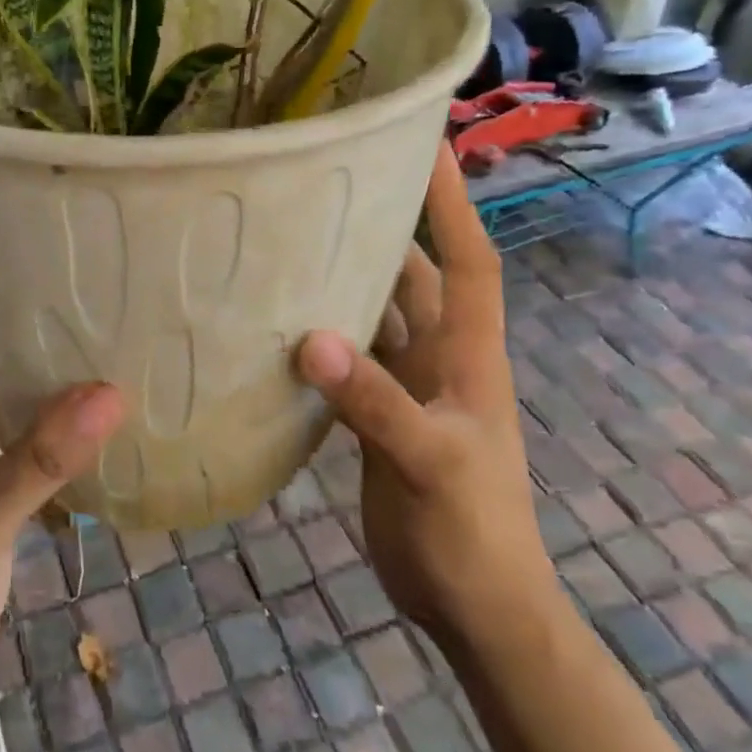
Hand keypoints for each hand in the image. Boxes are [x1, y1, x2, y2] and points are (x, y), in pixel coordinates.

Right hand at [295, 144, 555, 649]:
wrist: (475, 608)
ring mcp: (407, 388)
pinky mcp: (378, 418)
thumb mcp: (431, 463)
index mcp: (468, 354)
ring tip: (290, 241)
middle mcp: (438, 358)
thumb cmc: (473, 532)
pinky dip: (319, 340)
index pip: (468, 260)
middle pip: (411, 277)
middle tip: (332, 183)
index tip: (429, 144)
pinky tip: (276, 324)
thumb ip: (376, 403)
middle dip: (383, 228)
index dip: (452, 202)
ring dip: (342, 283)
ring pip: (373, 317)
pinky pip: (346, 362)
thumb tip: (312, 342)